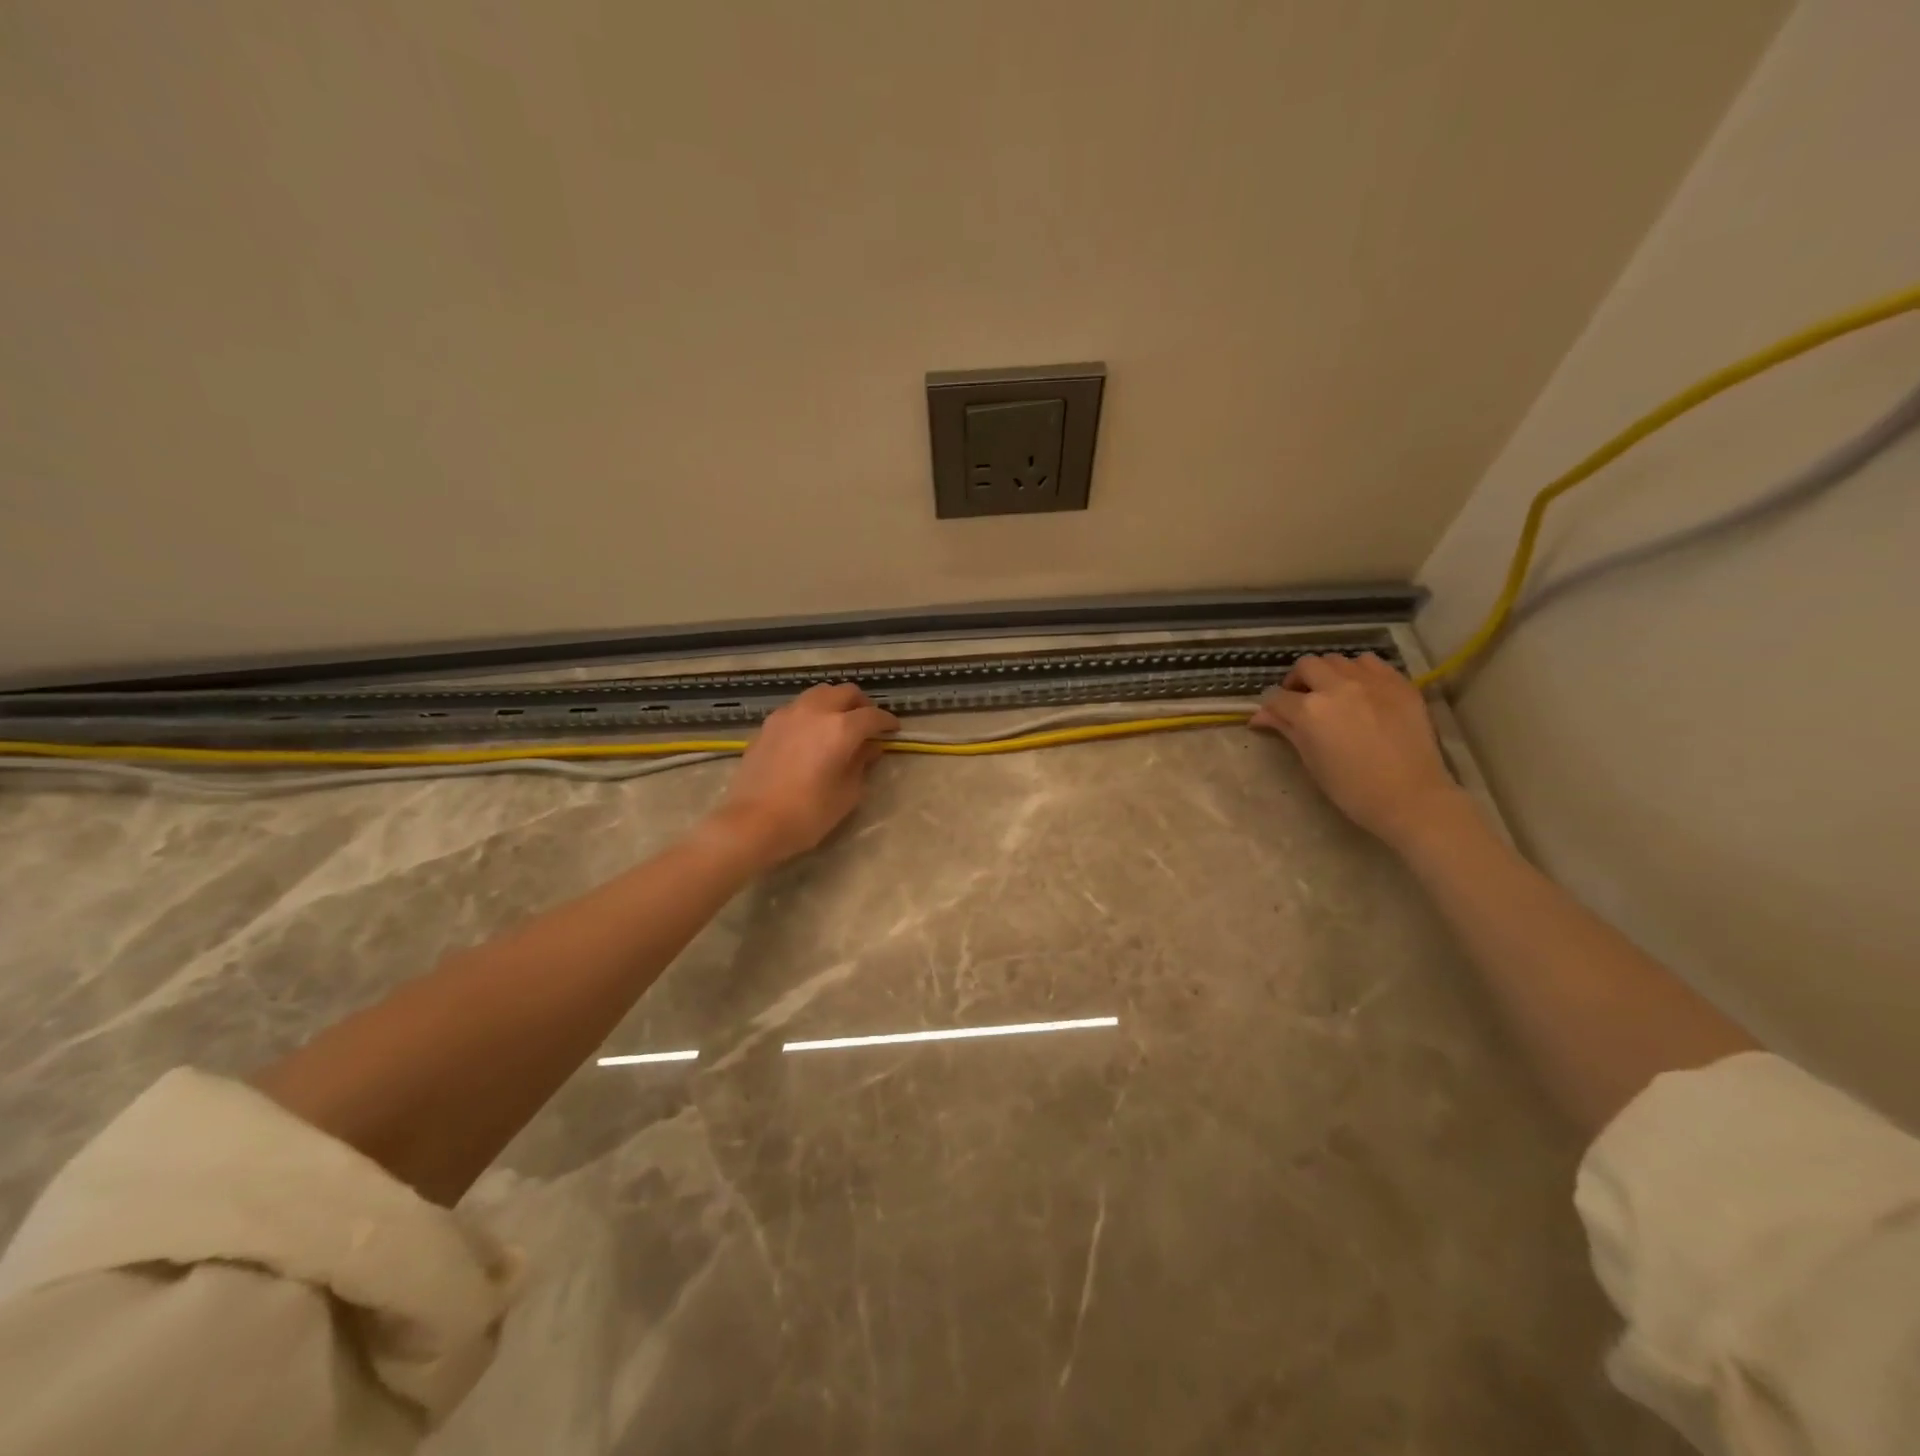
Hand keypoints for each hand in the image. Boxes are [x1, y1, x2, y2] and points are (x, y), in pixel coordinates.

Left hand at [706, 683, 898, 868]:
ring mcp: (788, 714)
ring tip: (839, 723)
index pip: (872, 716)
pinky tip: (811, 733)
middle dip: (861, 704)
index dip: (887, 722)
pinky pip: (797, 707)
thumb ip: (861, 764)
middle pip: (845, 692)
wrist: (752, 823)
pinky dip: (811, 713)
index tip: (894, 730)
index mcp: (841, 728)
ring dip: (834, 702)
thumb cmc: (808, 814)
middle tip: (868, 724)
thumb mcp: (847, 794)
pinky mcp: (768, 725)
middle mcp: (815, 711)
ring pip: (819, 693)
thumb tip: (870, 748)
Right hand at [1251, 653, 1462, 848]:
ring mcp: (1370, 681)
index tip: (1271, 718)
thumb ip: (1287, 729)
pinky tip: (1361, 690)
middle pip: (1305, 666)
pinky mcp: (1398, 683)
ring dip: (1327, 673)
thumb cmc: (1351, 788)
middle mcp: (1337, 687)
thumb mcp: (1310, 760)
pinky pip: (1370, 663)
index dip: (1270, 708)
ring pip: (1337, 660)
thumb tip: (1261, 716)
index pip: (1276, 697)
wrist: (1410, 797)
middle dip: (1297, 681)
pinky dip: (1358, 671)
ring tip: (1332, 692)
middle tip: (1300, 700)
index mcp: (1310, 710)